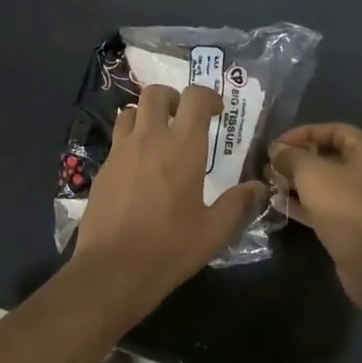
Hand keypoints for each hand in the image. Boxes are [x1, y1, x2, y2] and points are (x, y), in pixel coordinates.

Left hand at [73, 84, 269, 309]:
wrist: (113, 269)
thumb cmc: (170, 248)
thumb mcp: (214, 231)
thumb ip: (237, 203)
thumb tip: (259, 187)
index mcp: (182, 148)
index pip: (194, 98)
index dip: (208, 96)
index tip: (217, 112)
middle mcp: (149, 140)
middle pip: (155, 93)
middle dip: (173, 98)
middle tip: (184, 119)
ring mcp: (120, 152)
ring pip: (129, 112)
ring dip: (146, 116)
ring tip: (158, 139)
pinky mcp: (102, 170)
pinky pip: (116, 140)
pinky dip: (130, 141)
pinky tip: (139, 169)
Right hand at [267, 123, 361, 306]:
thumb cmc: (345, 206)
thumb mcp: (312, 174)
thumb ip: (291, 157)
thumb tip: (276, 150)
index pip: (333, 130)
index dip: (303, 133)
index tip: (276, 144)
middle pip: (328, 157)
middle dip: (297, 160)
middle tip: (269, 167)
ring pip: (325, 184)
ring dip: (297, 183)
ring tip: (270, 185)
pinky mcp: (353, 224)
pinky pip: (325, 206)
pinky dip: (304, 204)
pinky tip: (279, 205)